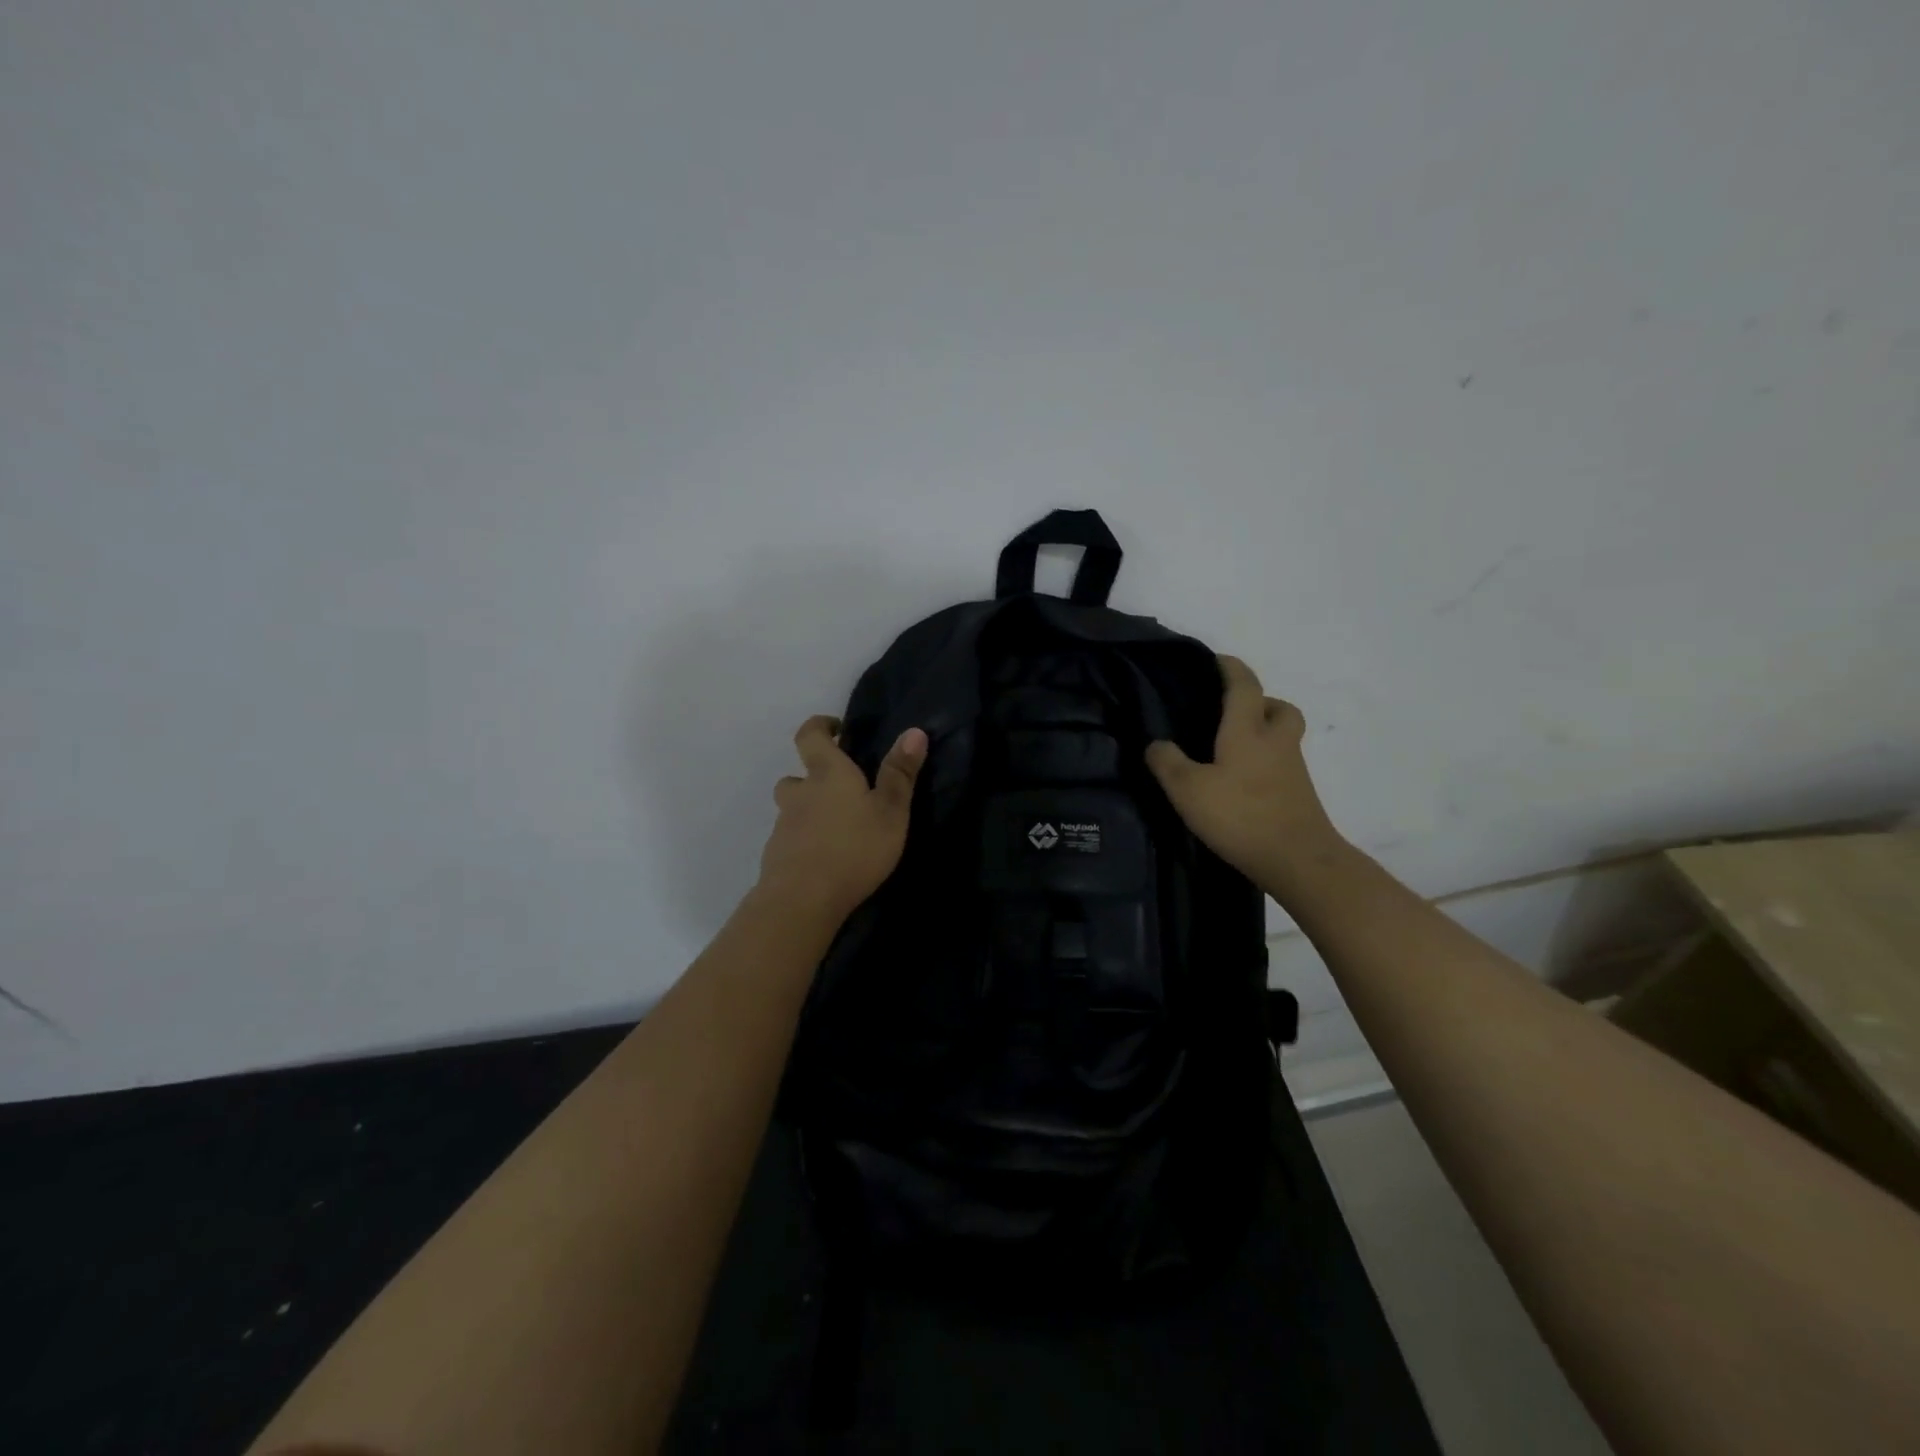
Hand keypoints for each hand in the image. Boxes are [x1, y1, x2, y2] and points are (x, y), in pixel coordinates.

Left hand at [757, 716, 927, 921]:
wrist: (802, 899)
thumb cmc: (854, 847)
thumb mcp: (891, 811)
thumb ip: (900, 773)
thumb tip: (914, 731)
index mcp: (827, 773)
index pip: (810, 735)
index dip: (820, 726)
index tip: (836, 729)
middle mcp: (800, 793)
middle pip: (796, 776)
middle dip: (814, 778)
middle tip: (841, 792)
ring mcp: (784, 826)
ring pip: (792, 809)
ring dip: (808, 812)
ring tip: (836, 830)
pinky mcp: (777, 856)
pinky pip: (791, 839)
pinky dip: (804, 842)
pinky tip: (824, 861)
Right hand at [1145, 656, 1346, 890]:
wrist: (1299, 860)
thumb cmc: (1241, 816)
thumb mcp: (1188, 790)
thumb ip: (1167, 762)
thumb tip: (1156, 744)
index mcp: (1248, 731)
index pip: (1243, 685)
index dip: (1230, 668)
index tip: (1216, 660)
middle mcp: (1276, 742)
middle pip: (1279, 708)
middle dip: (1259, 702)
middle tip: (1231, 713)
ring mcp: (1293, 770)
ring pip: (1282, 737)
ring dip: (1263, 733)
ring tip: (1230, 751)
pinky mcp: (1298, 796)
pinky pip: (1281, 765)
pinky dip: (1264, 765)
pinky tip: (1240, 784)